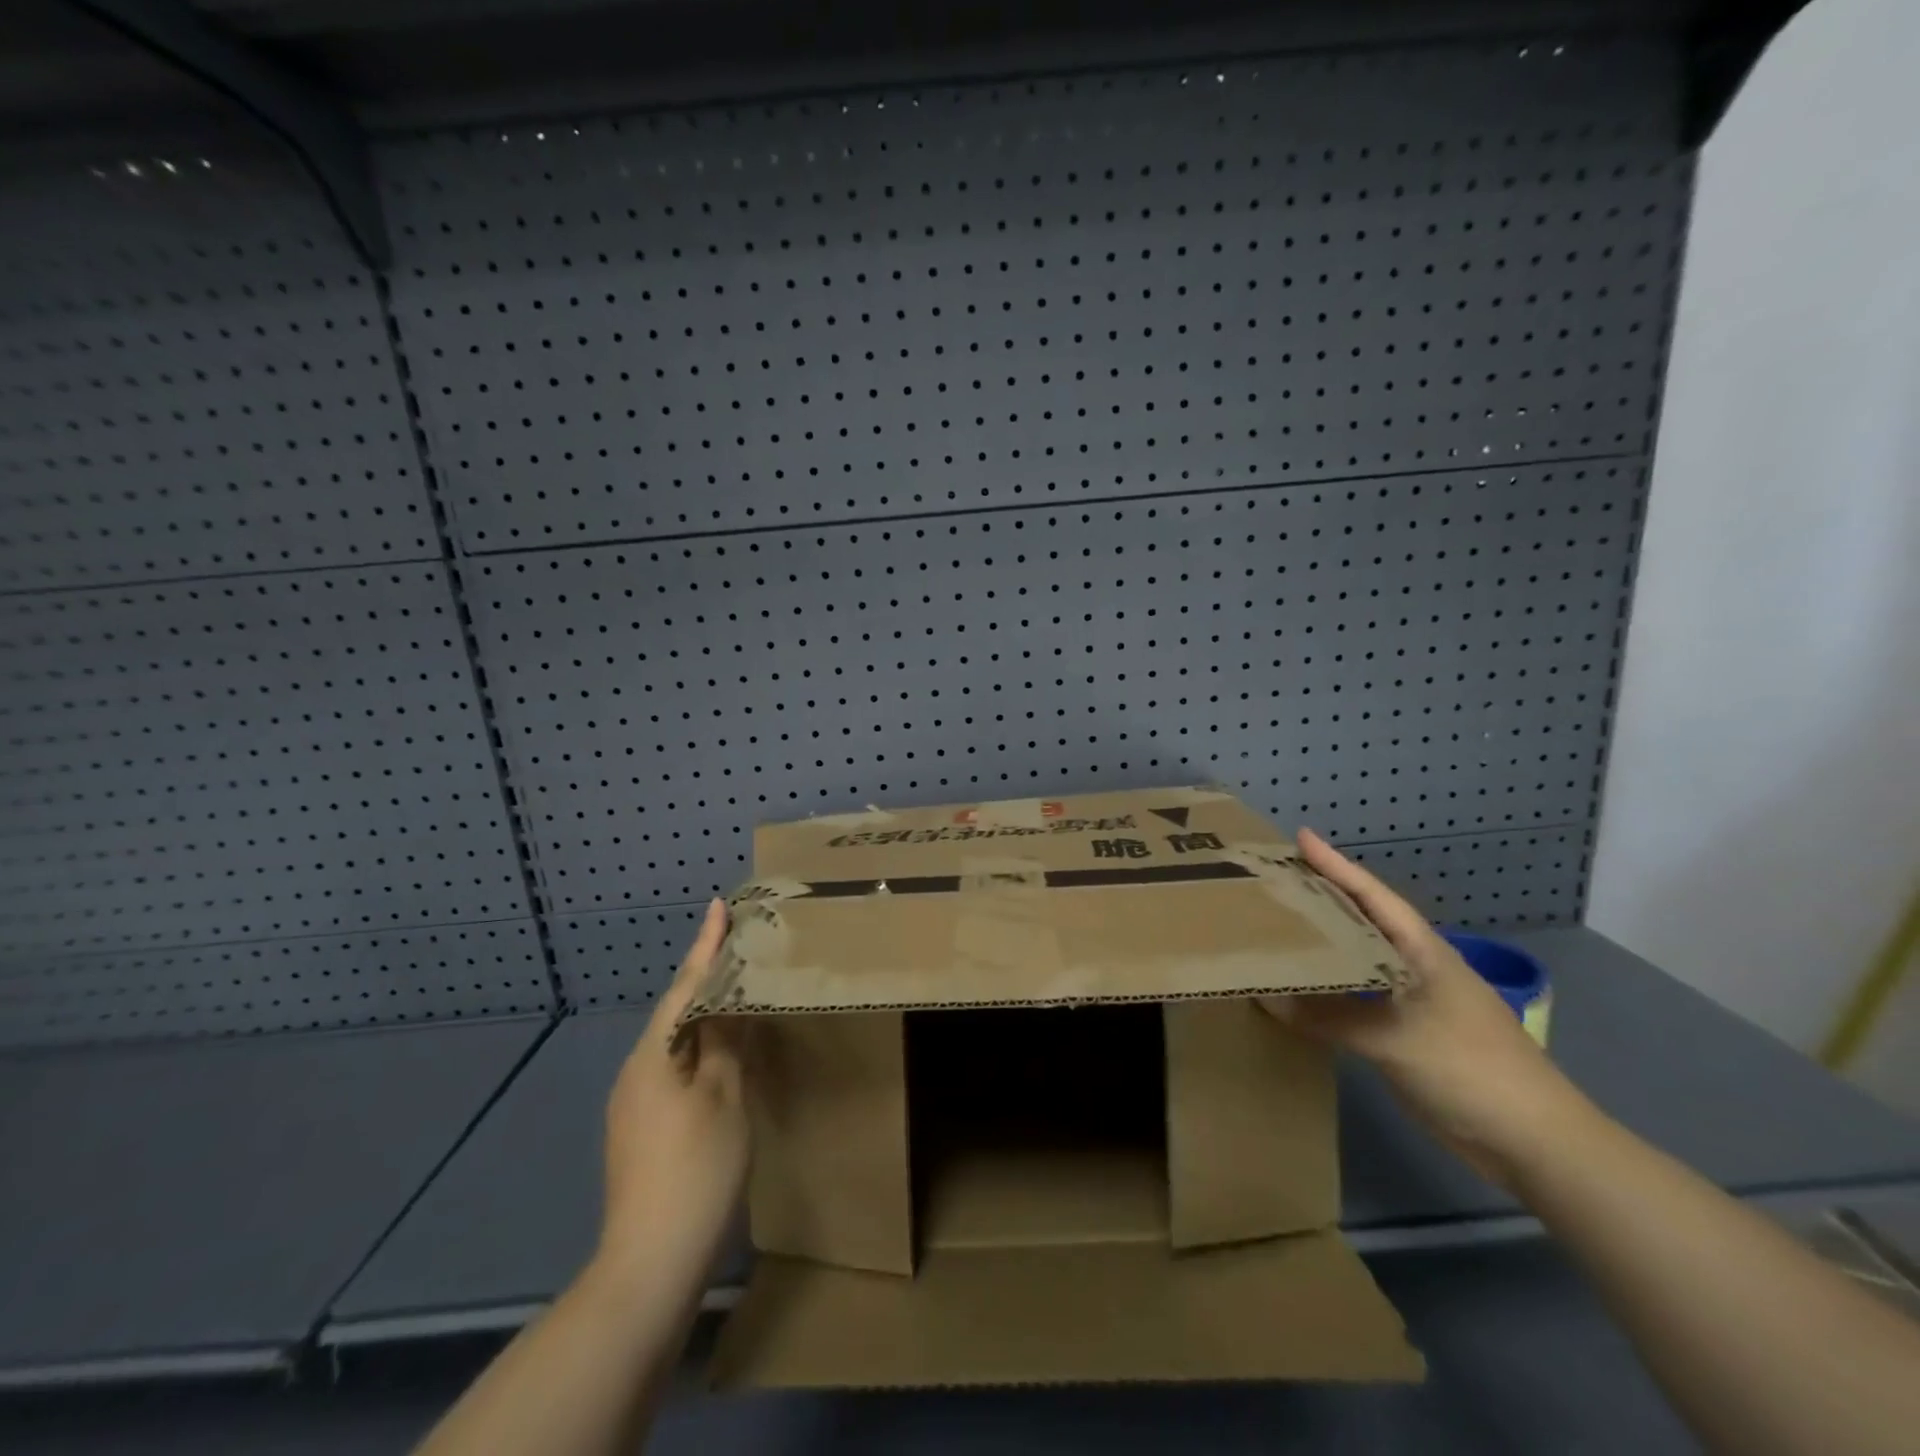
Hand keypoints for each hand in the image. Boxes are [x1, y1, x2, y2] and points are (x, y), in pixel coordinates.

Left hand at [597, 899, 749, 1280]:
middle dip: (707, 979)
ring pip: (676, 1044)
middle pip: (677, 1012)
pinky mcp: (640, 1131)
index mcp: (653, 1055)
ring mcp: (634, 1105)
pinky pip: (674, 1071)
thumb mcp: (724, 1098)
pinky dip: (701, 1052)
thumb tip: (728, 1005)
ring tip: (738, 995)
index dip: (706, 945)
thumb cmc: (695, 1170)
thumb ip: (726, 1043)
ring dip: (706, 1017)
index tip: (718, 905)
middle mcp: (636, 1071)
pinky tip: (723, 1057)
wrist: (650, 1265)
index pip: (686, 986)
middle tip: (738, 948)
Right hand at [1263, 829, 1586, 1187]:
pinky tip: (1301, 993)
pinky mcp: (1407, 1037)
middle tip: (1276, 879)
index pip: (1373, 896)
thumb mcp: (1395, 1039)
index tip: (1300, 837)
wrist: (1536, 1144)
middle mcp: (1416, 968)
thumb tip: (1266, 999)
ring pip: (1358, 962)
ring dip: (1323, 946)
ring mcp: (1414, 1003)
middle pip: (1363, 922)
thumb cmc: (1471, 1070)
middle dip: (1323, 897)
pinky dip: (1328, 992)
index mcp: (1424, 953)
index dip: (1336, 866)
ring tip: (1279, 928)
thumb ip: (1330, 1017)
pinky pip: (1357, 1001)